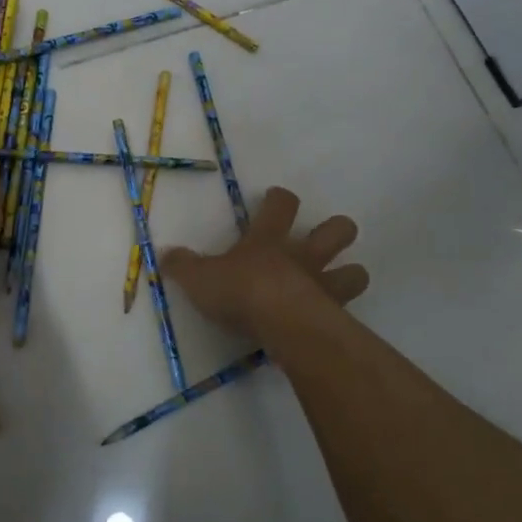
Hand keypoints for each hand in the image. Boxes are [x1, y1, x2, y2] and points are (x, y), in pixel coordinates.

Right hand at [161, 186, 368, 337]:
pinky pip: (350, 310)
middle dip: (336, 230)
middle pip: (337, 229)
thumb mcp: (198, 278)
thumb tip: (165, 254)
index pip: (282, 205)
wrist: (279, 323)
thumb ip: (182, 266)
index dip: (280, 199)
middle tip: (322, 239)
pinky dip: (343, 313)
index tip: (275, 198)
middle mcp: (303, 256)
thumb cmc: (239, 291)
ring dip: (350, 273)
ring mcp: (324, 285)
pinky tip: (331, 321)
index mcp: (268, 240)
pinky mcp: (335, 316)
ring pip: (356, 270)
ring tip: (338, 281)